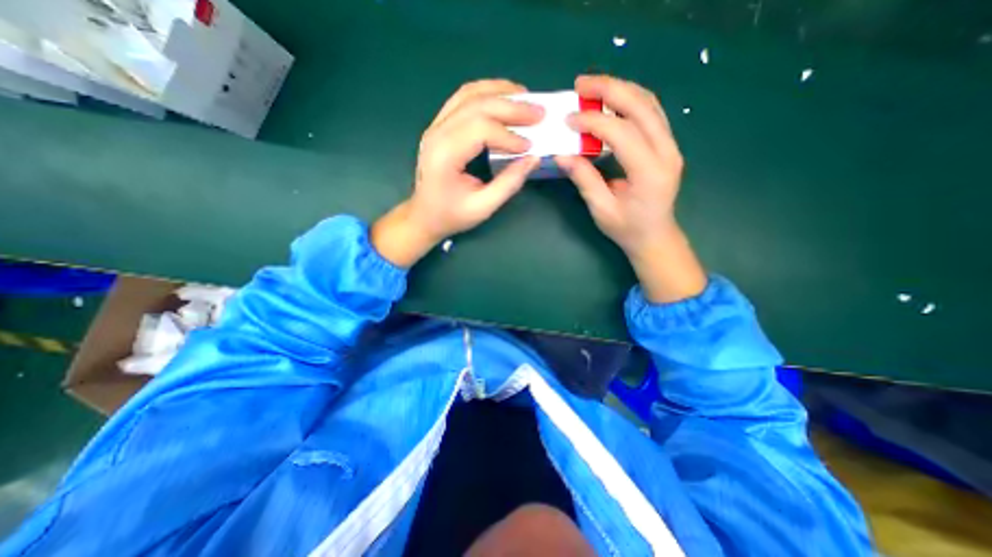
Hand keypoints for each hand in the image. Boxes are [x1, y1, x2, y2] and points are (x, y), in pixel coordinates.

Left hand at [373, 79, 541, 268]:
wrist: (424, 216)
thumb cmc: (451, 215)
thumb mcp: (482, 207)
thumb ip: (509, 183)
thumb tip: (533, 158)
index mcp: (445, 155)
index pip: (480, 129)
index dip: (509, 135)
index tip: (529, 147)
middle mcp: (437, 133)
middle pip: (477, 105)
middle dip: (512, 106)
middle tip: (539, 112)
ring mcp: (436, 126)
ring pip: (469, 94)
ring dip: (500, 91)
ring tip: (525, 97)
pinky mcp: (439, 126)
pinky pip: (462, 99)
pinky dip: (486, 94)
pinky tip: (503, 98)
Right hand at [556, 73, 708, 300]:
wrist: (655, 236)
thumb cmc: (627, 228)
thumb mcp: (601, 209)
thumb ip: (584, 179)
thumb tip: (563, 155)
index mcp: (649, 172)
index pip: (621, 132)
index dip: (593, 122)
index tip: (569, 121)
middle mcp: (666, 152)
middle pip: (641, 106)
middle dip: (609, 89)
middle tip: (581, 84)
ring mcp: (671, 146)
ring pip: (649, 103)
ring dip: (621, 89)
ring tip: (593, 87)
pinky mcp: (667, 145)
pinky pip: (651, 112)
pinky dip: (630, 100)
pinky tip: (612, 100)